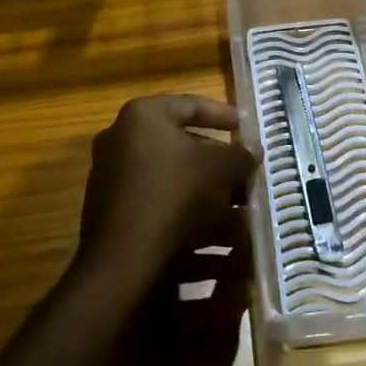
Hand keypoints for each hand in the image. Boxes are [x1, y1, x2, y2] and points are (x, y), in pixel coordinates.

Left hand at [76, 94, 255, 291]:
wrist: (124, 260)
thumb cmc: (176, 194)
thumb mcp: (221, 169)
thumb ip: (240, 155)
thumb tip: (253, 148)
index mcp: (143, 117)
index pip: (190, 105)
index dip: (222, 114)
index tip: (244, 127)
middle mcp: (120, 141)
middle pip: (181, 145)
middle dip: (218, 163)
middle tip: (244, 174)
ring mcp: (112, 179)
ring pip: (172, 180)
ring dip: (208, 194)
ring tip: (240, 211)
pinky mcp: (112, 215)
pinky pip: (159, 206)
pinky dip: (188, 217)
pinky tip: (218, 239)